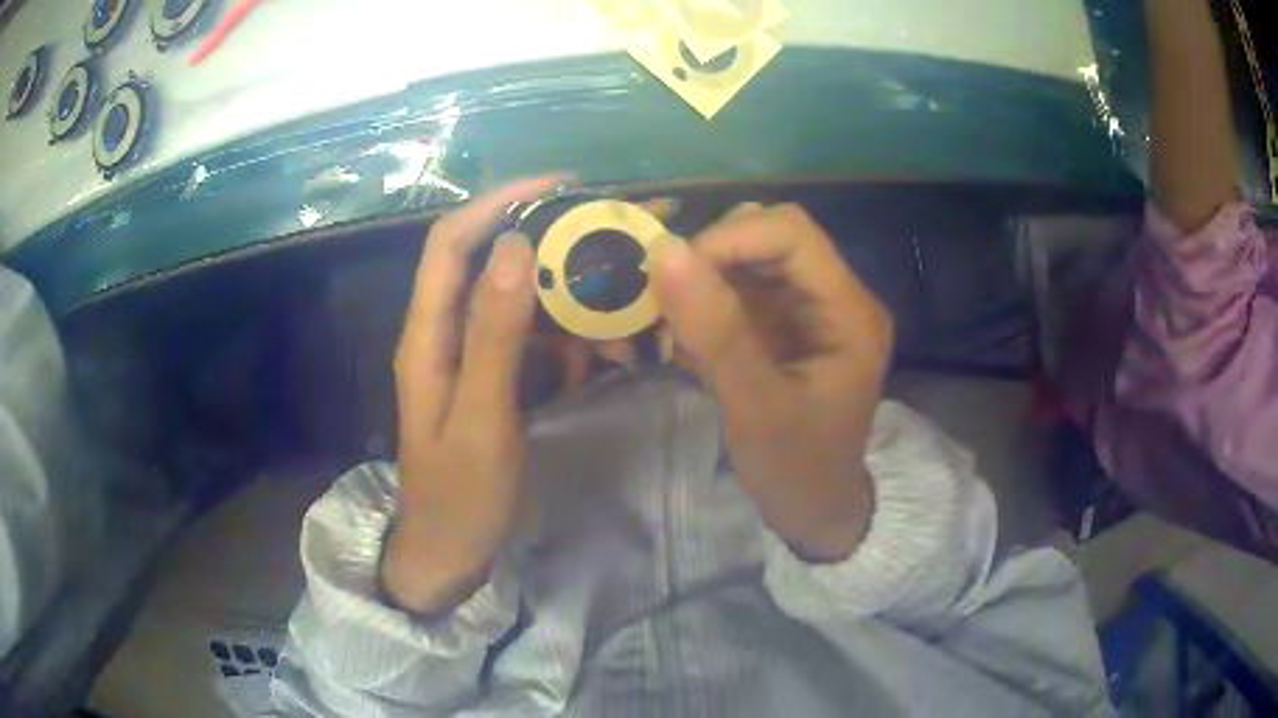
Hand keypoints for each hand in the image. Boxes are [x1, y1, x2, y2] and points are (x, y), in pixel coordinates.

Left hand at [383, 176, 566, 614]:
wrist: (448, 553)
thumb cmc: (460, 496)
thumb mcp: (481, 419)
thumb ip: (494, 334)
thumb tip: (514, 245)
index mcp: (427, 335)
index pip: (452, 241)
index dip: (498, 201)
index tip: (560, 185)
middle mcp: (443, 332)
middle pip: (488, 260)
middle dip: (546, 242)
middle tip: (608, 239)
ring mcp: (469, 355)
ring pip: (517, 300)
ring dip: (566, 298)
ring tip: (619, 312)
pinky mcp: (490, 378)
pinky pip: (530, 339)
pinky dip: (566, 337)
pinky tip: (601, 353)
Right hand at [649, 204, 893, 561]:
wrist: (814, 510)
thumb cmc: (795, 469)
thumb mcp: (755, 406)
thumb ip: (715, 329)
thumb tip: (664, 250)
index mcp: (849, 311)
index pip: (791, 233)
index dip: (729, 238)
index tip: (673, 276)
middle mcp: (836, 297)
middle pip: (771, 236)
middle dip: (713, 259)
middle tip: (671, 303)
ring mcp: (812, 309)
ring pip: (752, 258)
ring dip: (706, 281)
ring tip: (679, 329)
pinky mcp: (789, 324)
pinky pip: (743, 289)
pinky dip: (708, 304)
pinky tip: (693, 344)